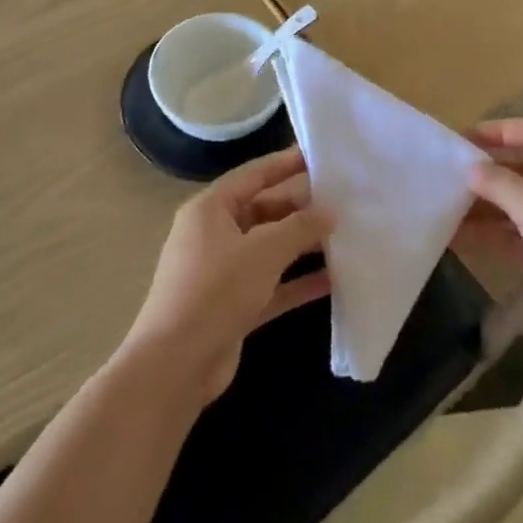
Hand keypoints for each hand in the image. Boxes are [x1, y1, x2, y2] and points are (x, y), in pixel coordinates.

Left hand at [120, 147, 333, 406]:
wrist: (176, 366)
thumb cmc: (215, 291)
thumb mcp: (262, 251)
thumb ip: (300, 227)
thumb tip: (330, 211)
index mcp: (210, 210)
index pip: (254, 175)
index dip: (286, 164)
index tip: (320, 156)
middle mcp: (215, 235)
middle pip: (265, 211)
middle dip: (302, 208)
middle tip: (345, 200)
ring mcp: (224, 272)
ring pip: (271, 249)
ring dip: (304, 245)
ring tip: (347, 236)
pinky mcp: (235, 305)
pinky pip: (273, 284)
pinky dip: (299, 280)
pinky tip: (334, 279)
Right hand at [460, 120, 522, 362]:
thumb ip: (499, 183)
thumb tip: (470, 169)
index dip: (499, 131)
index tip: (464, 140)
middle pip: (521, 168)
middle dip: (486, 171)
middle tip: (448, 176)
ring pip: (516, 203)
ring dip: (483, 205)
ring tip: (444, 208)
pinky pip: (515, 234)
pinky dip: (490, 234)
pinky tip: (458, 237)